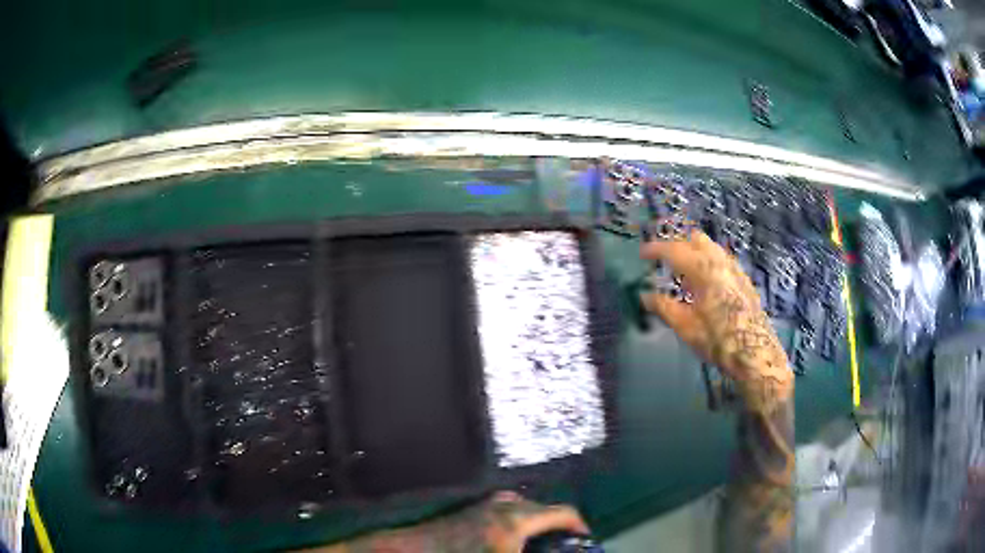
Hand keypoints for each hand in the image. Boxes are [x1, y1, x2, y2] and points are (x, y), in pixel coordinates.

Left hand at [306, 492, 588, 552]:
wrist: (412, 551)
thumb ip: (531, 550)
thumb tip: (542, 546)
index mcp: (516, 520)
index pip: (563, 513)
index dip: (580, 526)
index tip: (586, 539)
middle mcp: (504, 505)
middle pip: (546, 510)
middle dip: (560, 527)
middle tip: (564, 545)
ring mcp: (486, 505)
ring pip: (526, 509)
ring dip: (539, 524)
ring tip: (541, 543)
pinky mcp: (472, 509)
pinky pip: (507, 509)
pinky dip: (520, 521)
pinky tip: (512, 538)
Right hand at [640, 227, 791, 412]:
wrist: (756, 353)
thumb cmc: (718, 341)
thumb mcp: (686, 327)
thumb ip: (664, 307)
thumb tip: (645, 296)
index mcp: (703, 270)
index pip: (674, 250)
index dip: (656, 249)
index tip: (642, 253)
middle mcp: (720, 262)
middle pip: (695, 239)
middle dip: (677, 244)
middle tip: (663, 259)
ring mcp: (735, 269)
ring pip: (712, 247)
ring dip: (694, 251)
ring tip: (682, 270)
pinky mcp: (744, 280)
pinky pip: (722, 259)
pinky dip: (708, 261)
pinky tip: (705, 282)